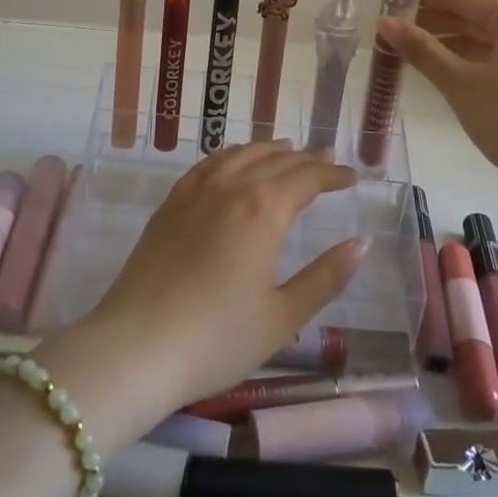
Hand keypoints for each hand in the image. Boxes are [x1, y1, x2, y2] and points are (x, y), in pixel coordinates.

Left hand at [80, 142, 366, 418]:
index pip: (307, 178)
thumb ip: (326, 277)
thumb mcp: (283, 317)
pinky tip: (234, 161)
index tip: (352, 176)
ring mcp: (196, 191)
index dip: (332, 174)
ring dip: (269, 150)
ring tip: (287, 150)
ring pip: (241, 154)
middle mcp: (232, 187)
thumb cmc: (217, 339)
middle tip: (327, 159)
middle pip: (276, 160)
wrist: (136, 346)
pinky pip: (208, 163)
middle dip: (306, 159)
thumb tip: (361, 243)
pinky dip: (231, 154)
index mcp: (264, 210)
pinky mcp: (171, 203)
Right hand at [381, 0, 497, 188]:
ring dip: (444, 41)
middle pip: (472, 14)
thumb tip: (384, 23)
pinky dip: (464, 58)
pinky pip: (493, 56)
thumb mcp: (459, 83)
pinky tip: (437, 67)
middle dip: (430, 20)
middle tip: (389, 26)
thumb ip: (421, 49)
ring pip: (482, 37)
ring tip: (404, 48)